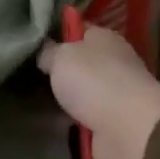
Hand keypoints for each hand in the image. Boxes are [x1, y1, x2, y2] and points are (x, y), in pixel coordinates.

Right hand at [37, 26, 159, 158]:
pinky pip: (83, 119)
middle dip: (59, 71)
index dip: (59, 34)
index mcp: (105, 39)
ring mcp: (114, 95)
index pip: (81, 30)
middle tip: (31, 76)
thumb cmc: (94, 81)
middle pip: (81, 64)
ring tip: (35, 103)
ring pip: (81, 93)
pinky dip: (69, 123)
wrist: (128, 128)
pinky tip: (49, 126)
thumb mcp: (61, 56)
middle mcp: (113, 64)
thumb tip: (45, 51)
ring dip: (64, 100)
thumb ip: (49, 52)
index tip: (35, 43)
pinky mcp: (112, 123)